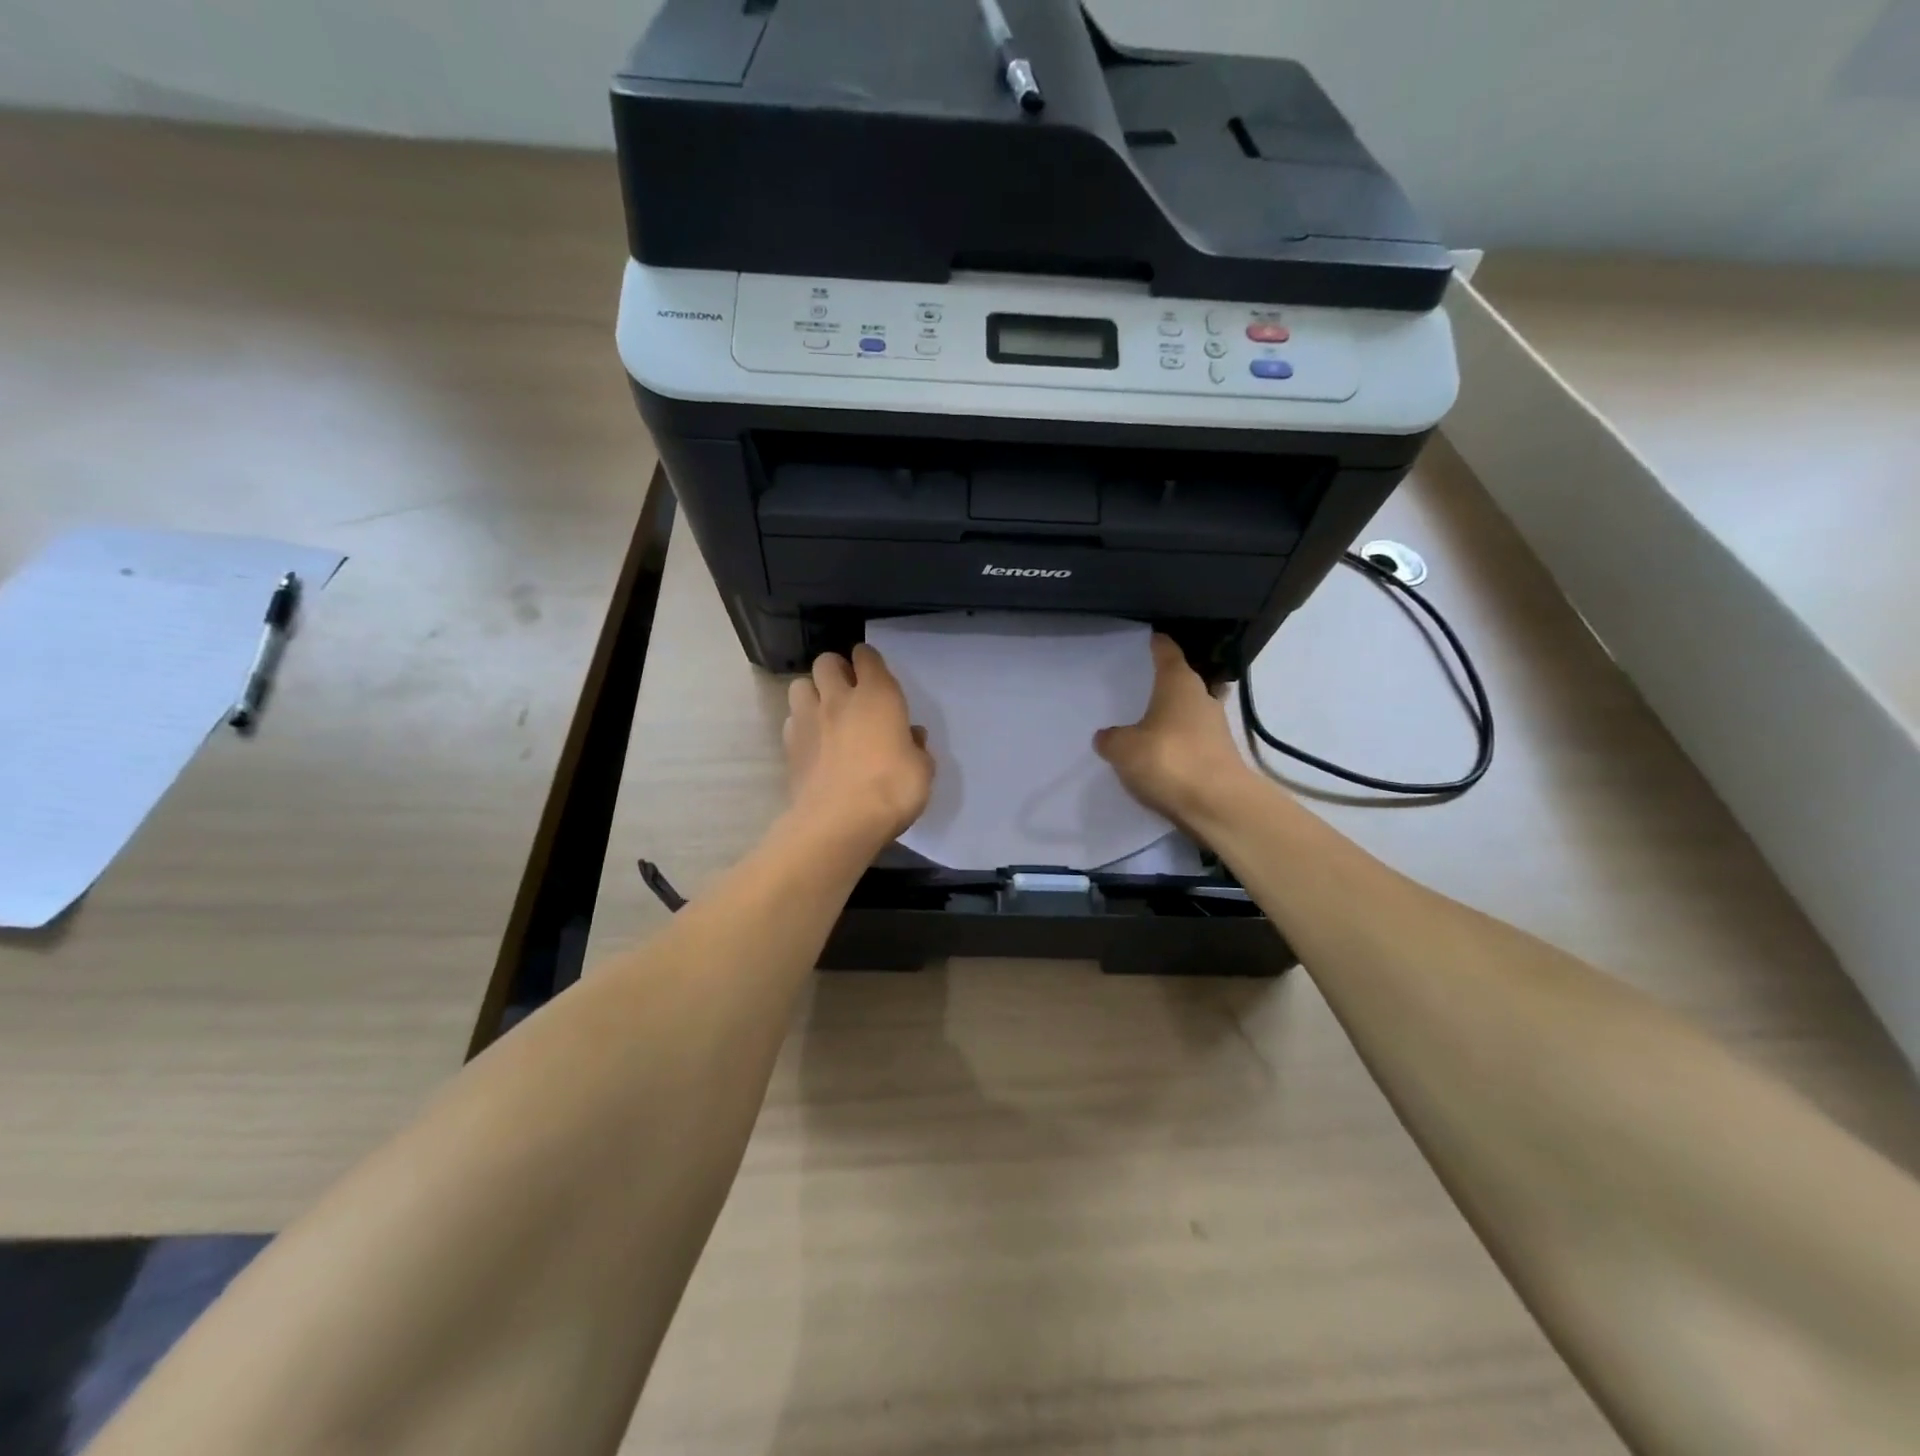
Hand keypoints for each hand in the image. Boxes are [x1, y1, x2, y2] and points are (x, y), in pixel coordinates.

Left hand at [784, 645, 934, 849]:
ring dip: (812, 692)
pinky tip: (812, 741)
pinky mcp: (789, 746)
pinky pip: (791, 720)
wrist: (840, 822)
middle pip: (826, 662)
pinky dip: (800, 724)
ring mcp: (808, 720)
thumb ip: (916, 748)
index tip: (873, 671)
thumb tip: (910, 738)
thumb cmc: (891, 790)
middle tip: (847, 690)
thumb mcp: (922, 770)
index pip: (867, 657)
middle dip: (836, 669)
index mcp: (878, 696)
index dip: (868, 659)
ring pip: (800, 685)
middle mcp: (839, 698)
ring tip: (824, 712)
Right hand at [1094, 634, 1254, 828]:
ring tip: (1143, 726)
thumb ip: (1111, 739)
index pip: (1167, 652)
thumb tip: (1107, 736)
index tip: (1147, 639)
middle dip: (1162, 685)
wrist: (1218, 806)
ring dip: (1170, 718)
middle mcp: (1202, 698)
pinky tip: (1159, 756)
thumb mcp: (1123, 749)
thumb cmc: (1169, 760)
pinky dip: (1177, 745)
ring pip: (1188, 714)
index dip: (1156, 644)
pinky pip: (1191, 742)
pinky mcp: (1219, 757)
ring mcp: (1215, 729)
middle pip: (1180, 683)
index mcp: (1179, 684)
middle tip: (1136, 688)